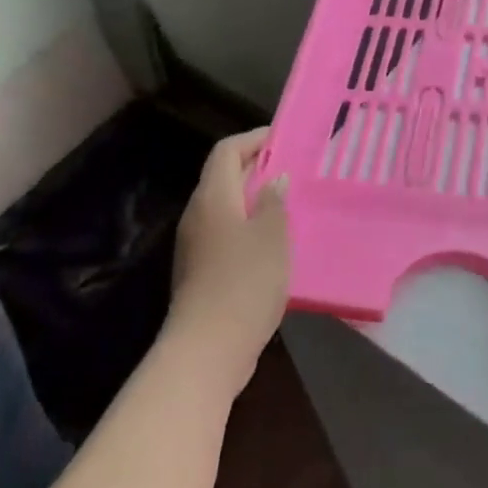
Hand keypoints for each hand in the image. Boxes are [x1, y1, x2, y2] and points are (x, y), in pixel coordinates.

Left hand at [169, 129, 289, 394]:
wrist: (207, 349)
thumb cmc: (244, 281)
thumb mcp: (272, 236)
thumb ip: (275, 201)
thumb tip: (275, 178)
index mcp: (213, 197)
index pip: (227, 151)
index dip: (253, 139)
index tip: (283, 138)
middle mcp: (198, 214)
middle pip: (223, 176)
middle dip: (256, 167)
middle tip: (292, 167)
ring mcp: (195, 244)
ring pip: (225, 206)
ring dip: (254, 198)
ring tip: (288, 201)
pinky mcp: (200, 271)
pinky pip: (225, 232)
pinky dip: (248, 225)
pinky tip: (273, 242)